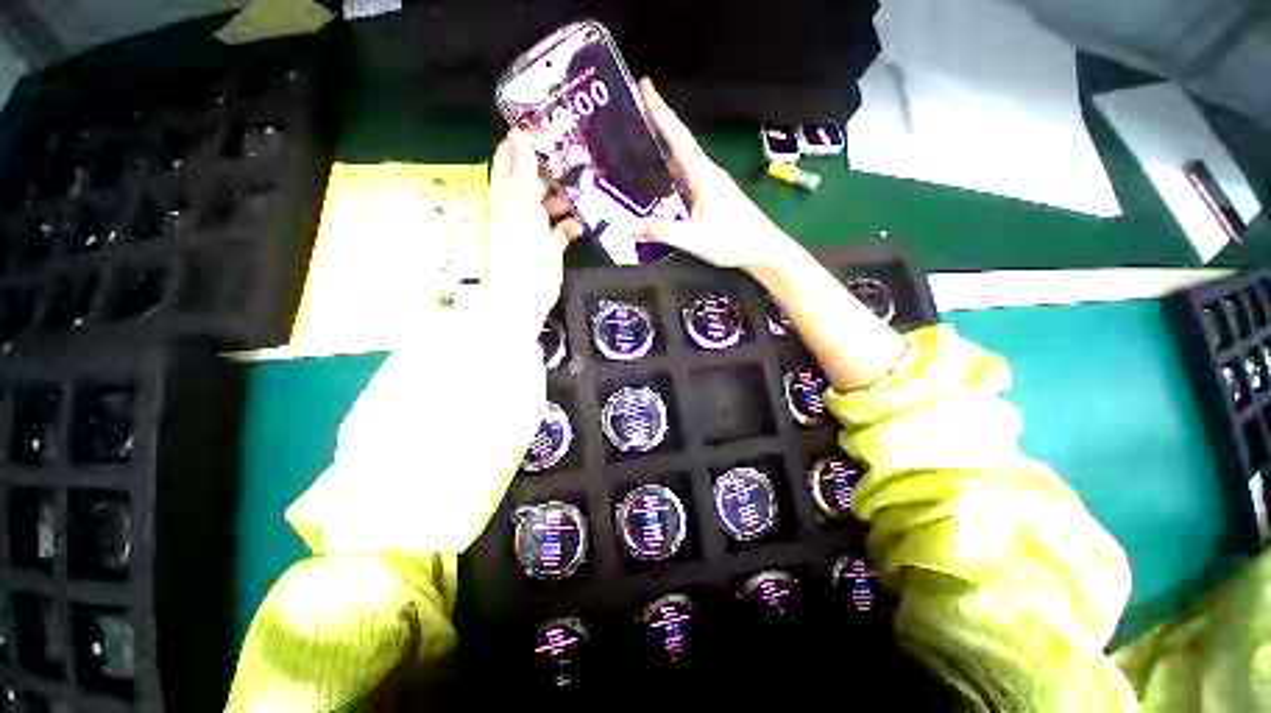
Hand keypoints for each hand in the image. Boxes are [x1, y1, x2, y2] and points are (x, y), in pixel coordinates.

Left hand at [486, 129, 581, 335]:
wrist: (524, 293)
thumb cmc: (519, 246)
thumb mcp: (521, 203)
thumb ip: (522, 170)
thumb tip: (518, 132)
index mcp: (506, 194)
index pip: (509, 160)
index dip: (521, 143)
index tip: (544, 125)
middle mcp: (519, 208)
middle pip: (534, 181)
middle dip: (552, 169)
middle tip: (578, 155)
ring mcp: (535, 229)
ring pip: (551, 206)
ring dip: (566, 198)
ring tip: (587, 187)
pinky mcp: (549, 247)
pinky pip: (562, 230)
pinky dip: (571, 226)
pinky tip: (583, 224)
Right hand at [636, 78, 792, 271]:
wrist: (763, 250)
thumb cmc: (733, 240)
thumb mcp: (693, 239)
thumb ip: (661, 231)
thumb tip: (628, 225)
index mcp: (703, 174)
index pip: (678, 136)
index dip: (660, 110)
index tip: (644, 84)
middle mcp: (706, 173)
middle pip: (678, 144)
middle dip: (656, 125)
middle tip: (630, 114)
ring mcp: (710, 185)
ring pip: (681, 162)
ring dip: (661, 150)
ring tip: (636, 145)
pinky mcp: (711, 198)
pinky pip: (685, 179)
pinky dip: (668, 174)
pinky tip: (656, 182)